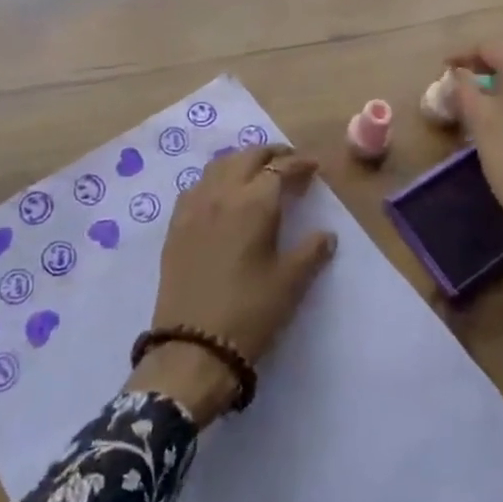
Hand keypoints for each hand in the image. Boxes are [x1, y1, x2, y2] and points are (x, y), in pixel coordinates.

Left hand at [126, 145, 336, 422]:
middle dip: (271, 153)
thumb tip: (326, 234)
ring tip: (258, 172)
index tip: (313, 167)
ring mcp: (194, 207)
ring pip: (219, 165)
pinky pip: (197, 185)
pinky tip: (223, 193)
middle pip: (247, 156)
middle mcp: (222, 194)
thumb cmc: (249, 314)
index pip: (280, 168)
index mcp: (254, 203)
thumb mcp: (290, 283)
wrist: (192, 348)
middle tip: (290, 162)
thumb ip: (311, 251)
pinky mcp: (176, 224)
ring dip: (242, 160)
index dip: (299, 164)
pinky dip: (216, 178)